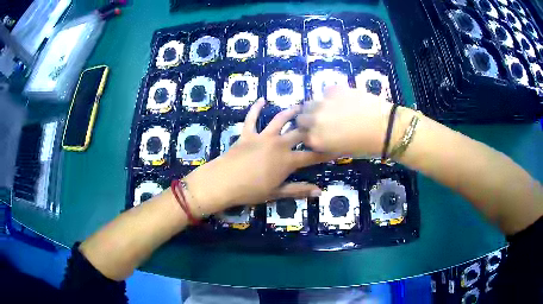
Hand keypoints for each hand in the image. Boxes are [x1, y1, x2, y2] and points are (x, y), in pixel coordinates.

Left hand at [184, 98, 334, 214]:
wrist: (223, 182)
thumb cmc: (251, 191)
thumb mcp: (277, 193)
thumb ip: (299, 190)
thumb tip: (319, 191)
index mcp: (288, 161)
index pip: (312, 156)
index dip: (325, 152)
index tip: (336, 147)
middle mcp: (279, 144)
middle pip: (299, 133)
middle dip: (311, 127)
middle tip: (320, 120)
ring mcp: (262, 137)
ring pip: (280, 120)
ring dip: (291, 112)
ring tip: (300, 106)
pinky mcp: (247, 134)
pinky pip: (251, 118)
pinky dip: (256, 108)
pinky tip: (261, 99)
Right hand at [297, 86, 402, 155]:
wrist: (385, 127)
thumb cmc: (365, 146)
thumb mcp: (340, 152)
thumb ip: (323, 144)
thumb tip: (318, 137)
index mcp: (315, 139)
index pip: (301, 136)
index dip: (309, 134)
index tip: (317, 134)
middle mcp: (314, 120)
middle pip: (300, 118)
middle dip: (308, 120)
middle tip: (323, 121)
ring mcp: (323, 102)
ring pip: (310, 103)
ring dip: (316, 107)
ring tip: (331, 109)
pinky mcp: (334, 89)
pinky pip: (325, 92)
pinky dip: (330, 97)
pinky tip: (344, 100)